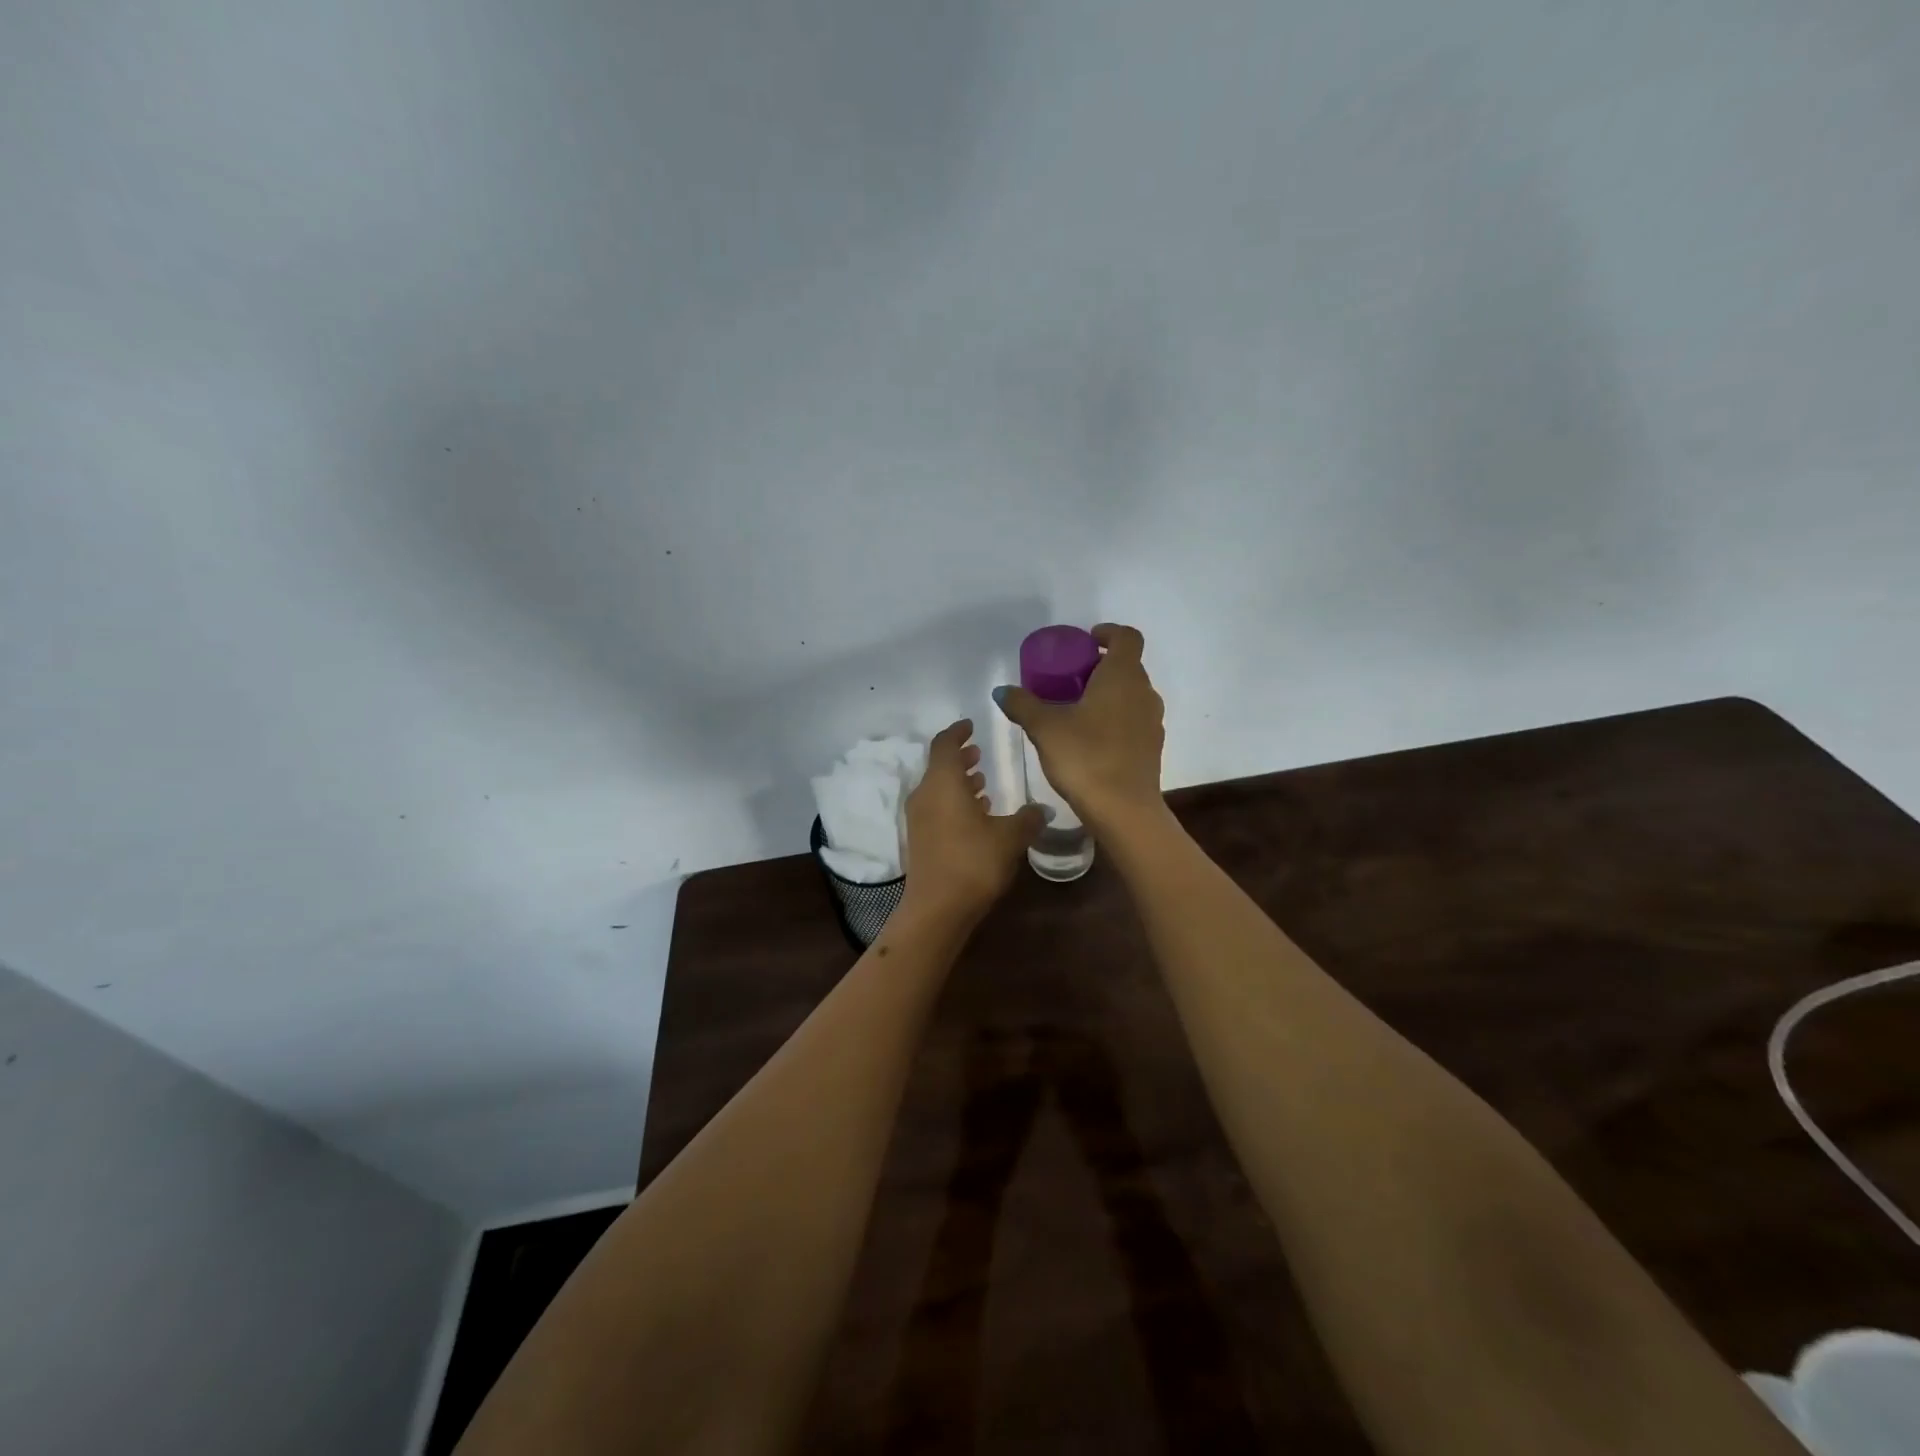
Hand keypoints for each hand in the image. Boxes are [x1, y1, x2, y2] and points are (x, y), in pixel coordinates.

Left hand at [903, 720, 1045, 921]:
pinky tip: (977, 815)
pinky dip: (954, 802)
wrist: (937, 908)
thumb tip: (1041, 809)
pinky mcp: (920, 839)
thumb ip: (1027, 818)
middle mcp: (925, 794)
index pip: (945, 744)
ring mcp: (919, 818)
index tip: (972, 726)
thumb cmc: (974, 862)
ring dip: (958, 782)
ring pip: (938, 788)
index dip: (958, 732)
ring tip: (983, 783)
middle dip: (960, 757)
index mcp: (943, 782)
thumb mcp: (1010, 837)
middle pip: (940, 766)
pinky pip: (937, 808)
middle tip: (980, 754)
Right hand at [995, 623, 1165, 831]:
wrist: (1124, 810)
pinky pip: (1133, 720)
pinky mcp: (1152, 747)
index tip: (1086, 642)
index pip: (1127, 637)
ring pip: (1131, 695)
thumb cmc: (1085, 757)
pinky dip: (1115, 718)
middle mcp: (1144, 693)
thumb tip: (1003, 691)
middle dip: (1101, 666)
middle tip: (1070, 678)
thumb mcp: (1045, 728)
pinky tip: (1090, 739)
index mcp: (1123, 677)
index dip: (1108, 633)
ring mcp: (1152, 721)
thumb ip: (1023, 705)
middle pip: (1128, 666)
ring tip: (1077, 710)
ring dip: (1108, 694)